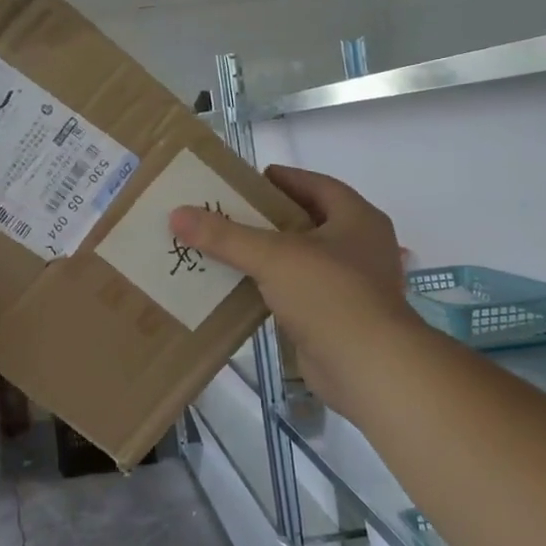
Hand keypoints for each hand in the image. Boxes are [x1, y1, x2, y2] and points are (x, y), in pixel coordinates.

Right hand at [172, 166, 418, 403]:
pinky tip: (242, 287)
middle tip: (230, 213)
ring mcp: (353, 284)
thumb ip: (225, 235)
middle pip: (309, 221)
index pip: (317, 185)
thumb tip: (177, 214)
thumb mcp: (273, 256)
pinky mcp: (338, 317)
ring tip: (227, 248)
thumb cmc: (330, 295)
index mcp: (358, 219)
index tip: (250, 180)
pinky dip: (274, 286)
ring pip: (303, 259)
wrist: (368, 367)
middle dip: (270, 217)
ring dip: (270, 253)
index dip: (285, 179)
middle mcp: (360, 247)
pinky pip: (300, 291)